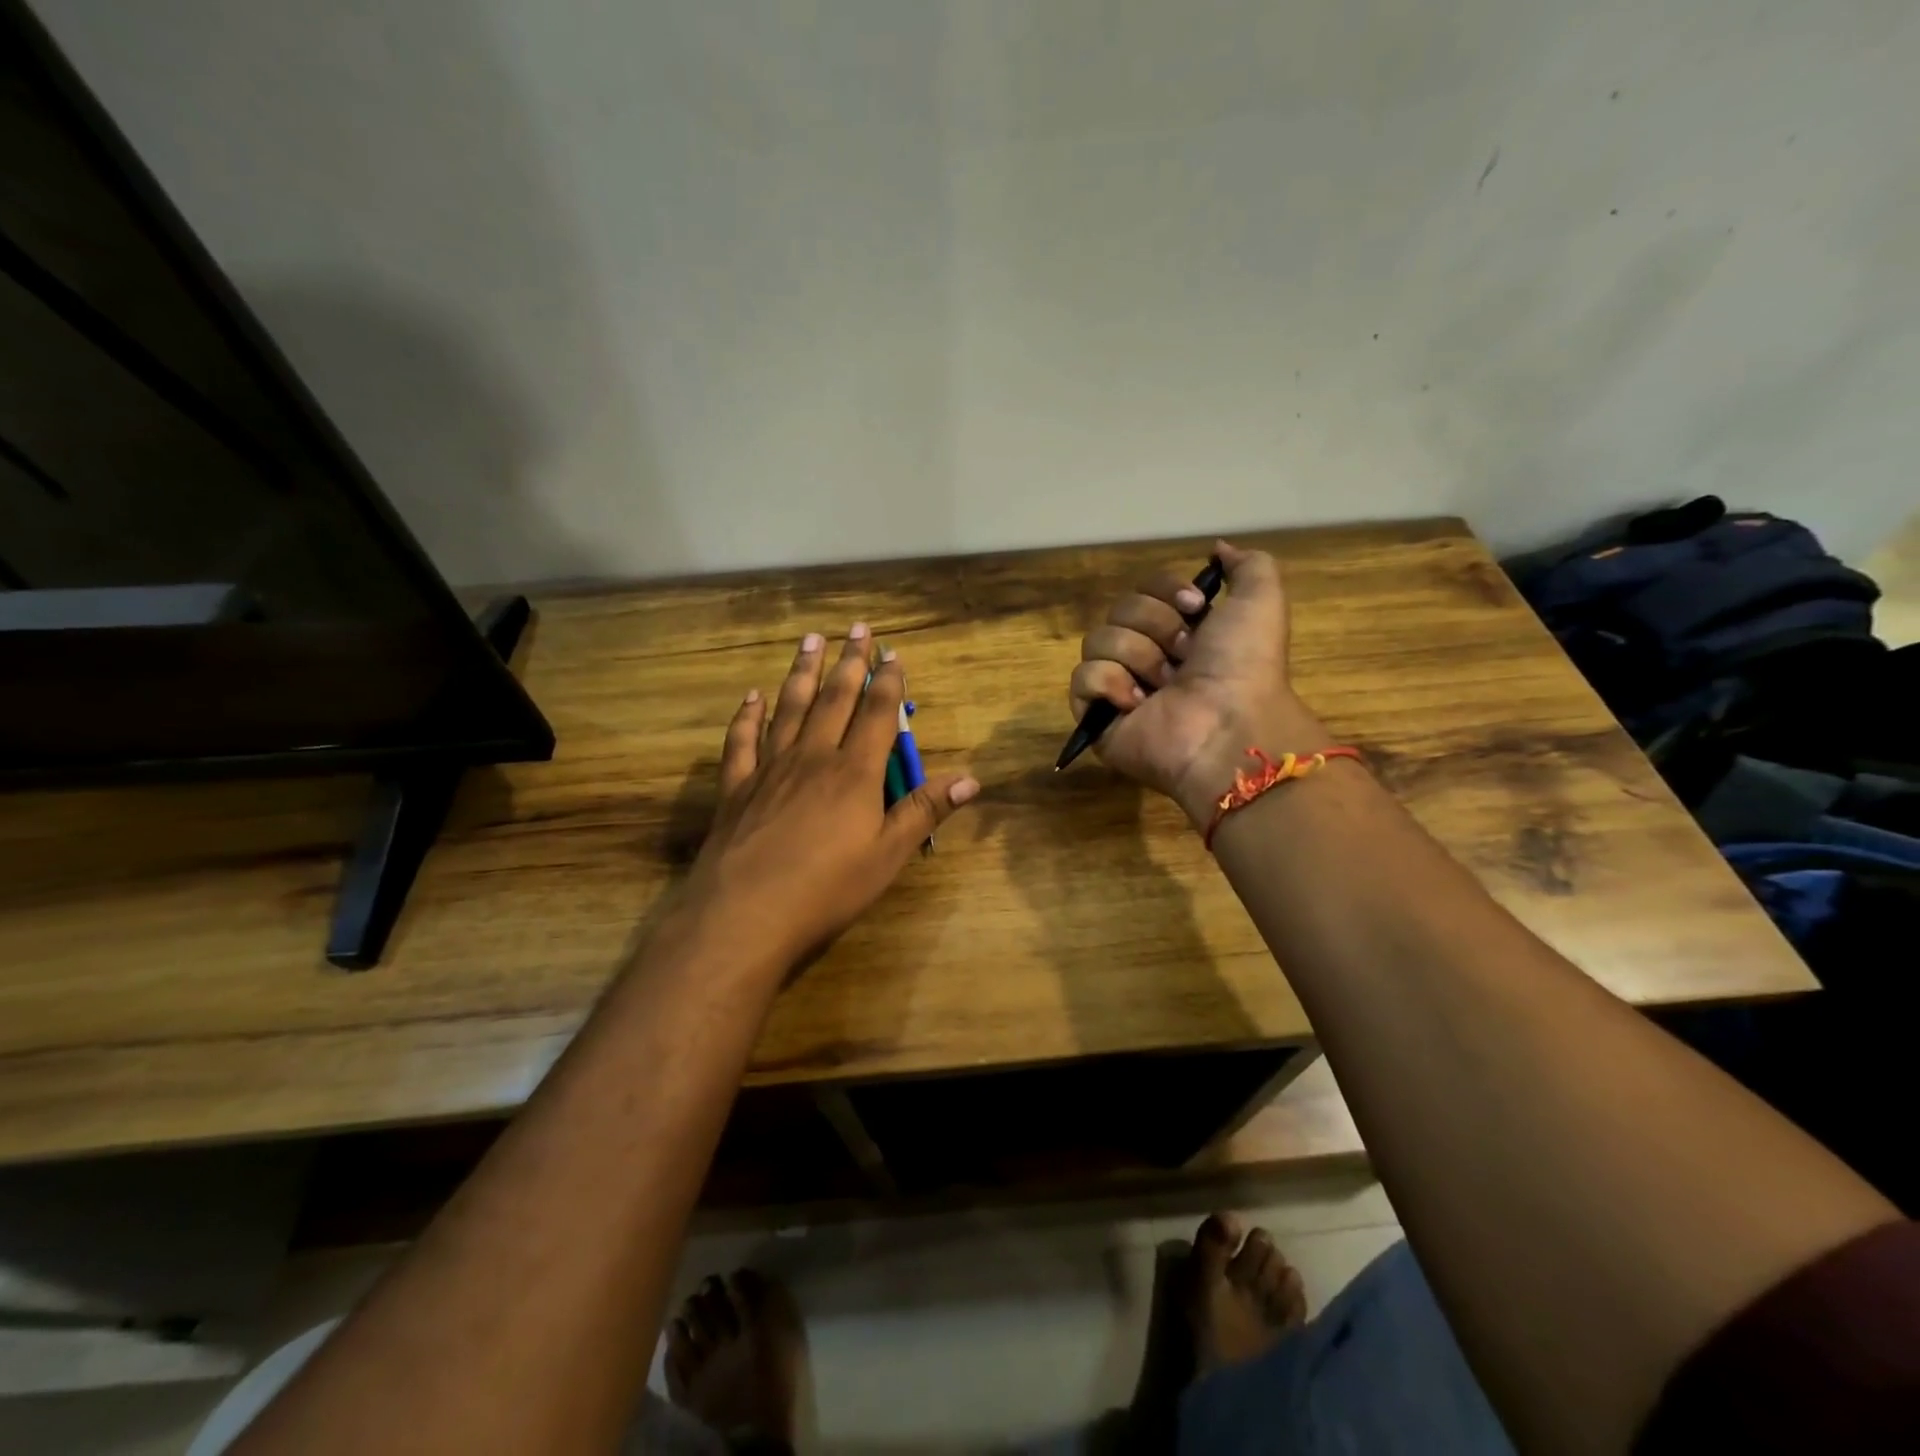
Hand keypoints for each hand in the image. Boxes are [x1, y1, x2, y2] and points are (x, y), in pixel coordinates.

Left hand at [686, 625, 979, 967]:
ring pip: (789, 708)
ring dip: (802, 673)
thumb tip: (972, 778)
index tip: (893, 653)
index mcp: (854, 772)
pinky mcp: (737, 787)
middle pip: (834, 699)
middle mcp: (813, 757)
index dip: (888, 682)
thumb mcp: (887, 856)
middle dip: (848, 662)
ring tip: (810, 640)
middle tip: (855, 628)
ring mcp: (770, 768)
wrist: (744, 915)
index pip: (876, 714)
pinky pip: (743, 740)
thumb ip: (924, 811)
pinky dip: (747, 715)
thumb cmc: (826, 889)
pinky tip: (751, 696)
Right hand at [1068, 541, 1328, 825]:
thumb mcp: (1262, 601)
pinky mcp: (1097, 716)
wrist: (1227, 725)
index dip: (1164, 591)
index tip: (1193, 607)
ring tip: (1164, 686)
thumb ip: (1248, 566)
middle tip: (1183, 656)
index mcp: (1179, 633)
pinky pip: (1082, 678)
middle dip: (1154, 626)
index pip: (1144, 589)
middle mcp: (1147, 656)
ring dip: (1137, 656)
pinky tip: (1137, 704)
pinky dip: (1109, 684)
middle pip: (1119, 610)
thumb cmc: (1244, 665)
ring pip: (1098, 640)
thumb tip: (1215, 550)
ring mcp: (1119, 688)